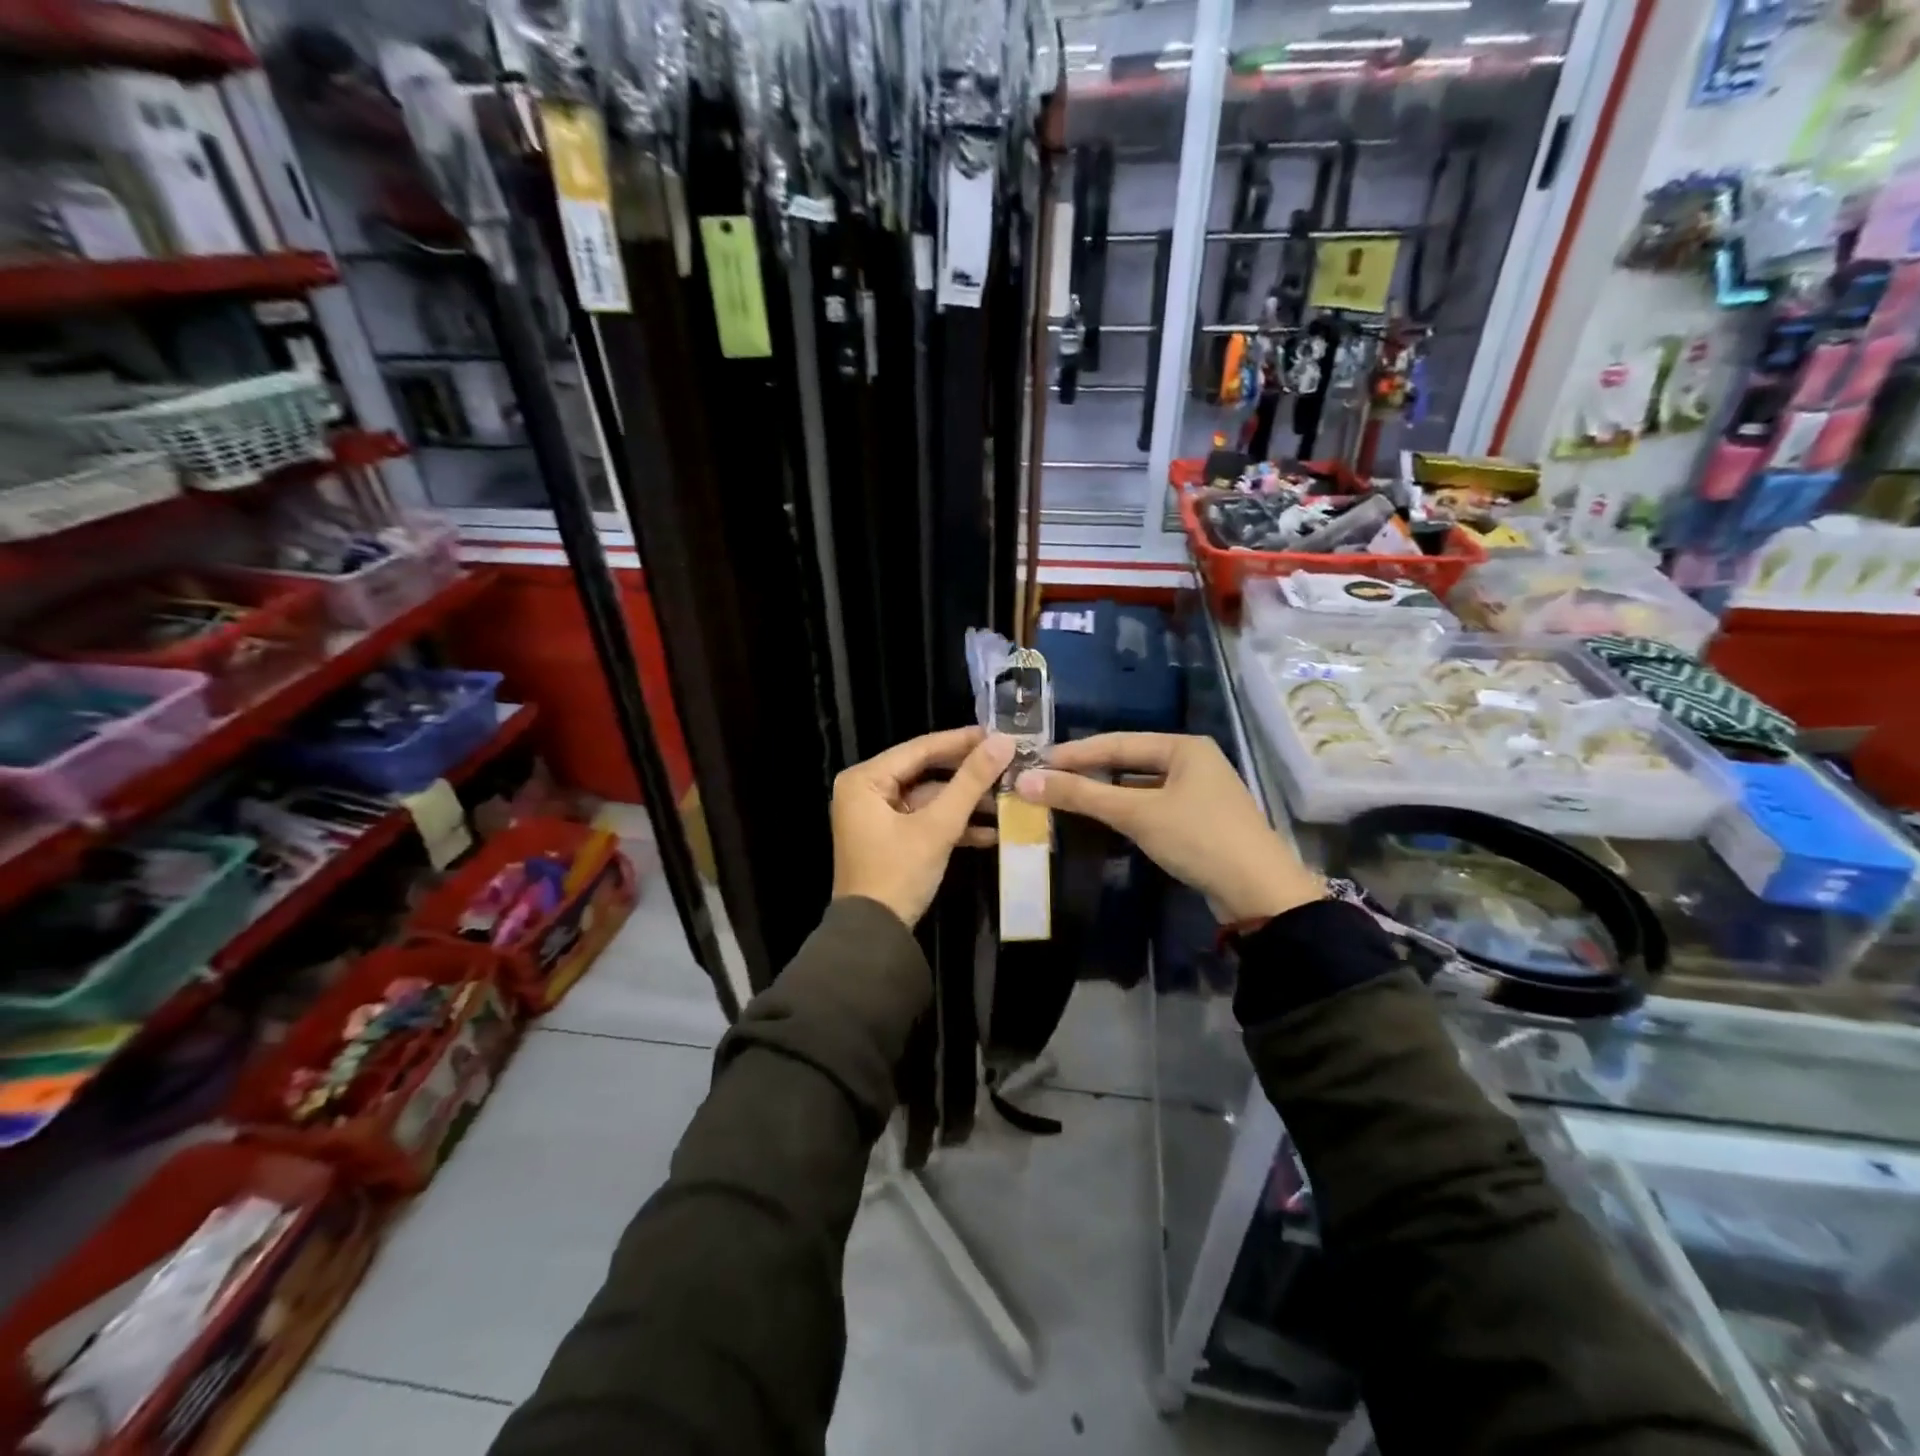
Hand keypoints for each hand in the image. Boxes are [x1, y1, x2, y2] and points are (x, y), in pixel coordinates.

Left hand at [831, 727, 1015, 928]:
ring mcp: (877, 816)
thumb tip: (1003, 741)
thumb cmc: (898, 873)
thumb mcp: (937, 826)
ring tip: (1008, 800)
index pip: (920, 749)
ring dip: (966, 803)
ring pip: (929, 798)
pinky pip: (925, 820)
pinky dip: (954, 825)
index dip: (962, 741)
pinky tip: (992, 831)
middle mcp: (866, 791)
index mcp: (865, 780)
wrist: (874, 937)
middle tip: (1008, 764)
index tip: (999, 735)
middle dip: (968, 775)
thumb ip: (970, 782)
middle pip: (926, 772)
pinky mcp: (891, 838)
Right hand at [1014, 732, 1321, 922]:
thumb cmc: (1198, 838)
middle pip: (1129, 762)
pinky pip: (1152, 806)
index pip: (1117, 742)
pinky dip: (1125, 810)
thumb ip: (1082, 796)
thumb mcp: (1136, 814)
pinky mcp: (1199, 820)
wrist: (1259, 893)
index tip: (1037, 762)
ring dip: (1105, 792)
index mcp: (1184, 747)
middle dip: (1088, 771)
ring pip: (1140, 786)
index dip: (1075, 753)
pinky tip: (1104, 818)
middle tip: (1047, 779)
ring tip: (1067, 797)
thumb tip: (1025, 781)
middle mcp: (1193, 761)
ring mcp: (1199, 792)